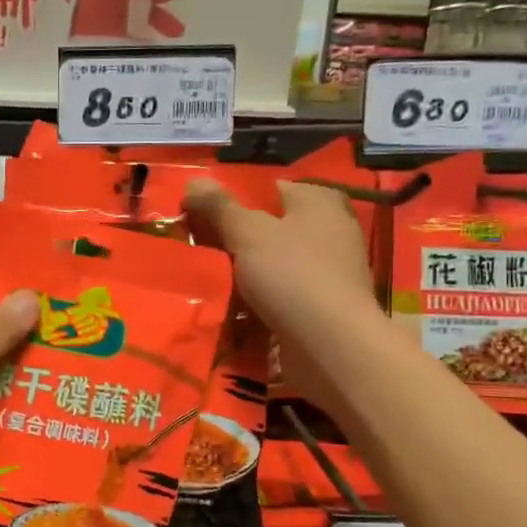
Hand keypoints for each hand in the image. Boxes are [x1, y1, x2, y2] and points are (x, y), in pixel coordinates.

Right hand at [184, 179, 381, 412]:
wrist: (331, 346)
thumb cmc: (293, 275)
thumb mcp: (248, 233)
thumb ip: (220, 207)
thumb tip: (195, 181)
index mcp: (320, 203)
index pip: (273, 188)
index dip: (238, 199)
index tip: (205, 214)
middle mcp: (331, 232)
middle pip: (275, 228)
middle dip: (241, 238)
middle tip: (202, 246)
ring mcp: (330, 273)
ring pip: (277, 264)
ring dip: (249, 272)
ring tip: (211, 277)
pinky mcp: (323, 308)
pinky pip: (283, 296)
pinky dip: (261, 301)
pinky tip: (234, 308)